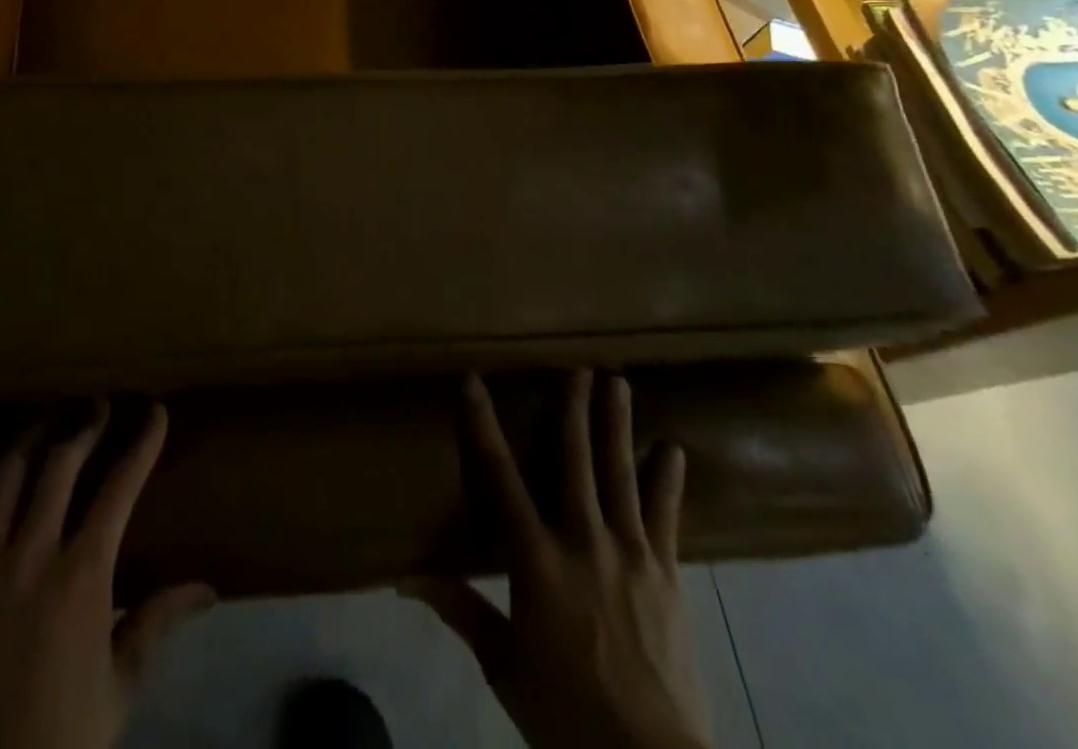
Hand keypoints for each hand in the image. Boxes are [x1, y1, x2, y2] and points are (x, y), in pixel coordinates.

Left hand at [0, 402, 214, 748]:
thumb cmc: (61, 744)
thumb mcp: (119, 689)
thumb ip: (157, 623)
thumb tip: (207, 588)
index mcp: (81, 578)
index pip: (120, 489)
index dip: (142, 444)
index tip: (155, 411)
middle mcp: (29, 559)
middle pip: (60, 466)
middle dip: (85, 426)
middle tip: (100, 404)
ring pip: (4, 479)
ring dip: (31, 438)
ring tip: (49, 417)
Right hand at [406, 372, 712, 748]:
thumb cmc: (566, 713)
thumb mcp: (504, 665)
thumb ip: (460, 609)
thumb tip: (403, 576)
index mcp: (536, 559)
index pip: (499, 476)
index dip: (483, 424)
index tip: (473, 379)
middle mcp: (582, 540)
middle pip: (574, 460)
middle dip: (572, 408)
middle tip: (576, 364)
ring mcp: (630, 554)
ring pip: (620, 473)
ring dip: (617, 425)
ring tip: (619, 382)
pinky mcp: (667, 575)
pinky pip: (666, 517)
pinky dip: (668, 481)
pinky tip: (673, 450)